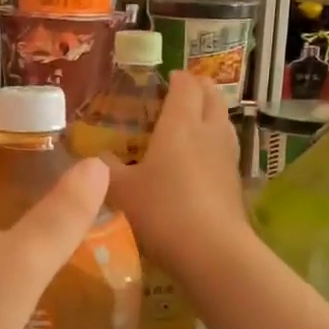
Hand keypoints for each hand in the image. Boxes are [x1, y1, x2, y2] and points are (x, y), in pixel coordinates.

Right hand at [102, 71, 250, 282]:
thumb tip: (92, 156)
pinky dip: (214, 144)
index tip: (165, 78)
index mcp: (181, 124)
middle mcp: (209, 132)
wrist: (213, 251)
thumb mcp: (121, 191)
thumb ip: (104, 170)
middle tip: (181, 93)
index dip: (177, 77)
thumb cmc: (163, 211)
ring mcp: (227, 157)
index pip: (186, 85)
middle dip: (199, 89)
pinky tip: (201, 161)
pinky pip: (226, 149)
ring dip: (210, 114)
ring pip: (223, 122)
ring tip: (192, 122)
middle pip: (212, 97)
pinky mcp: (236, 182)